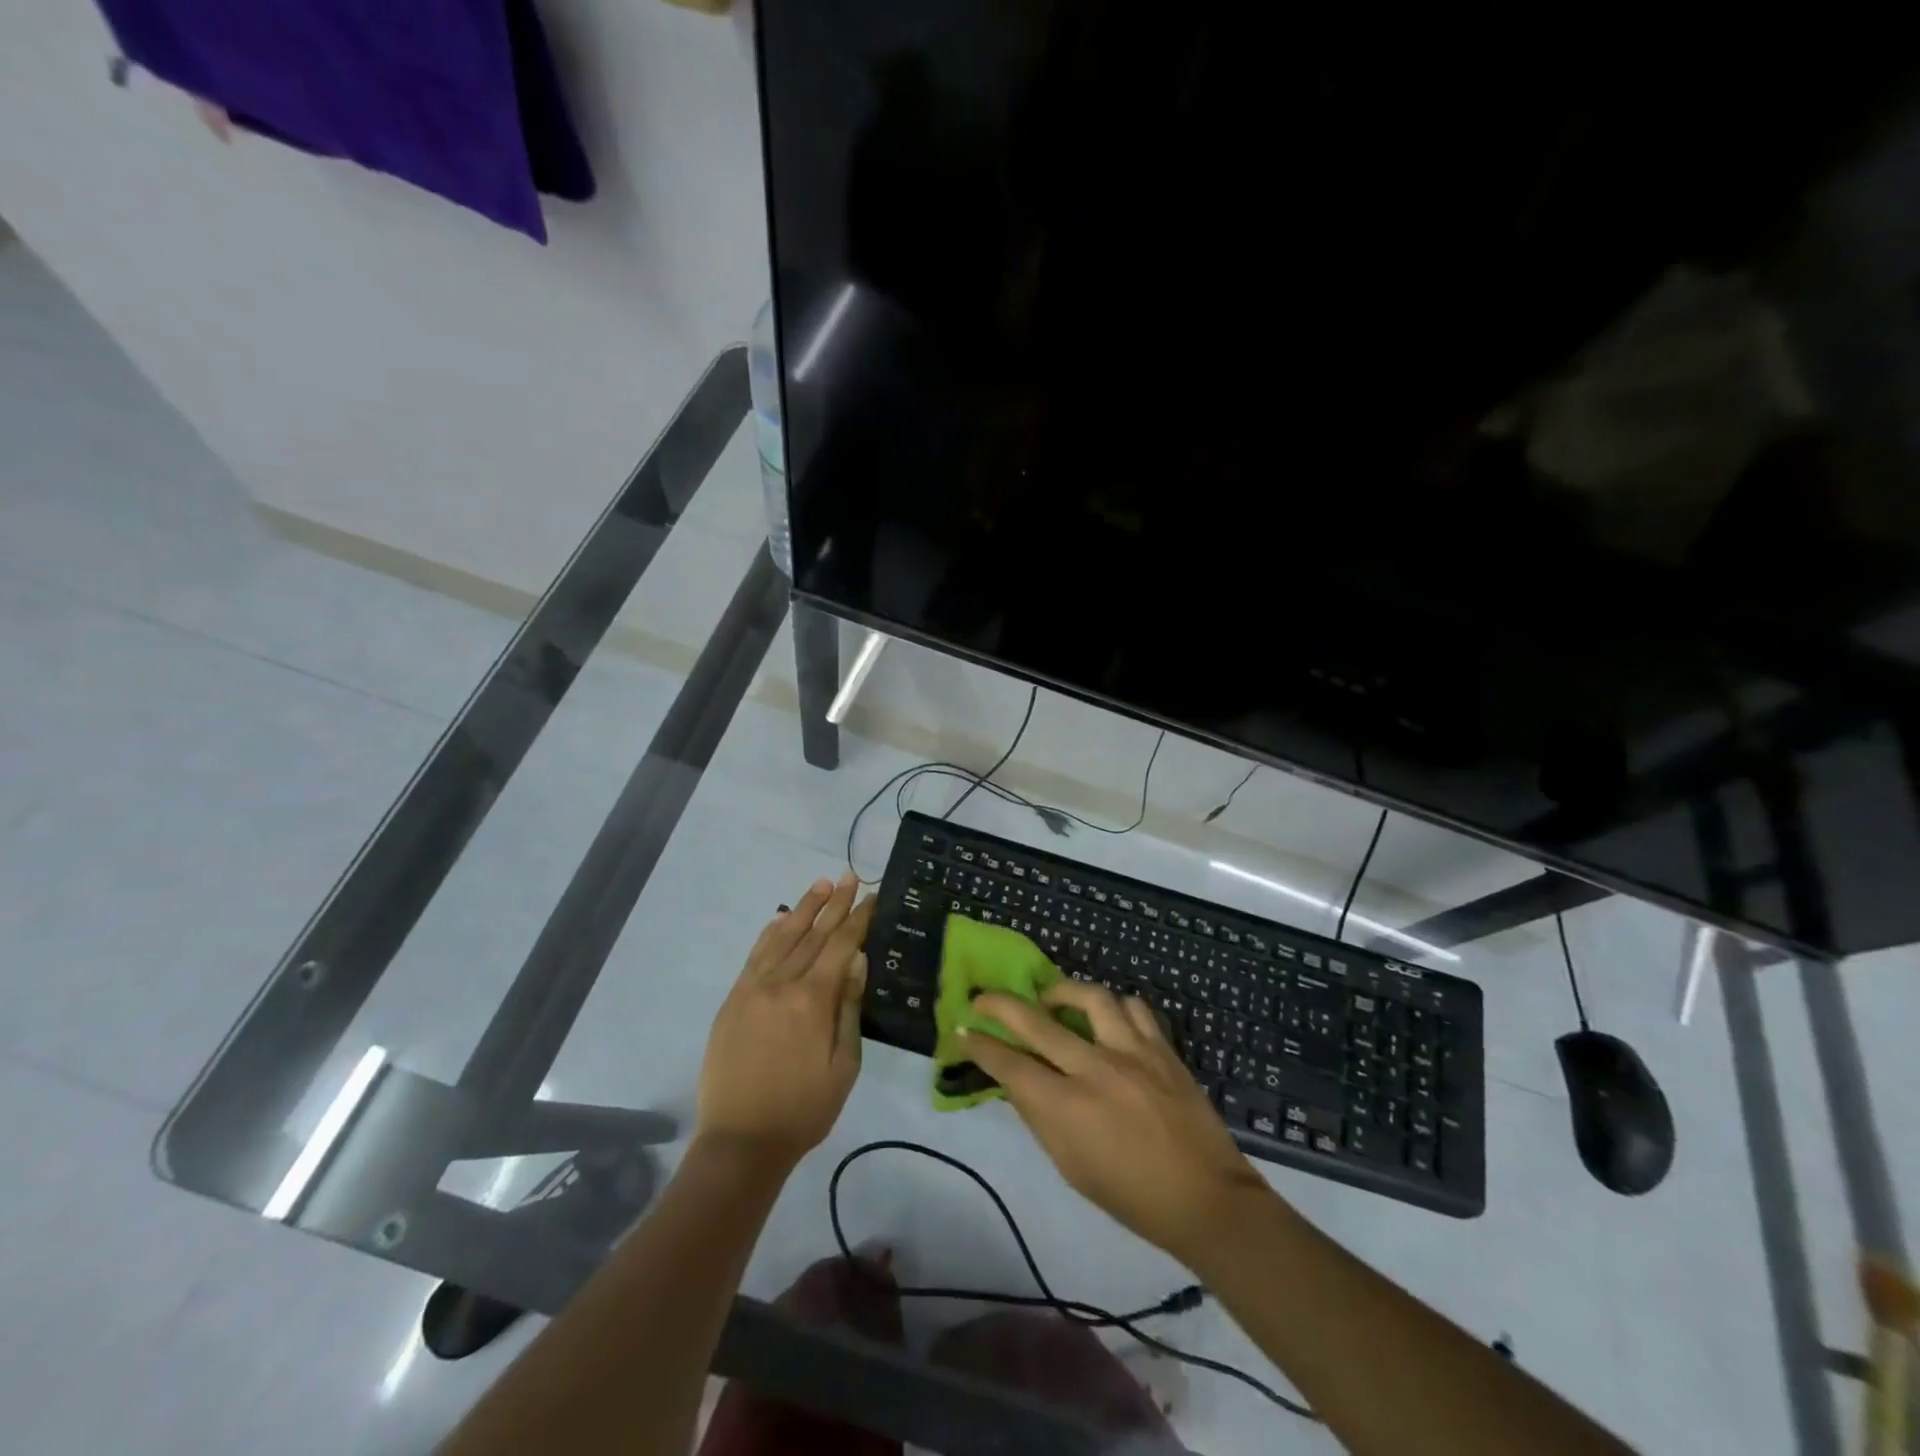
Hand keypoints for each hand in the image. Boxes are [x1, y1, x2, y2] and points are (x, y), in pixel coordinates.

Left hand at [695, 875, 873, 1169]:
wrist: (740, 1143)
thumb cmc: (804, 1109)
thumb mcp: (843, 1065)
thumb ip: (849, 1007)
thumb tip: (858, 960)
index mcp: (813, 1000)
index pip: (841, 946)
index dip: (858, 918)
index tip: (872, 895)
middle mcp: (781, 983)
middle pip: (813, 934)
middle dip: (834, 903)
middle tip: (849, 876)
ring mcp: (752, 989)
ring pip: (782, 937)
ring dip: (803, 908)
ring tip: (820, 885)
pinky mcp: (733, 1000)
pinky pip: (754, 956)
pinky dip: (769, 934)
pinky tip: (779, 918)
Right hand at [964, 982, 1271, 1263]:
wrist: (1205, 1199)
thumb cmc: (1131, 1195)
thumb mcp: (1071, 1166)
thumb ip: (1041, 1117)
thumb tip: (1019, 1080)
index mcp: (1067, 1108)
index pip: (1010, 1065)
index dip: (981, 1047)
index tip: (963, 1031)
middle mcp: (1095, 1069)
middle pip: (1036, 1021)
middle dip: (1000, 1004)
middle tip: (983, 998)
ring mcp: (1132, 1052)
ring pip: (1090, 997)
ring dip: (1063, 992)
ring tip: (1052, 999)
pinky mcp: (1162, 1048)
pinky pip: (1133, 1007)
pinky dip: (1114, 1006)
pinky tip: (1107, 1017)